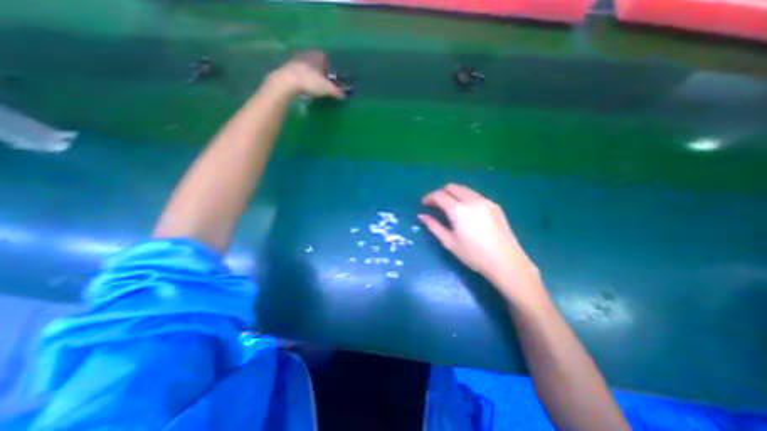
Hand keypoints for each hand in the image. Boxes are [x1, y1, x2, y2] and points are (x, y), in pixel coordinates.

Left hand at [267, 49, 343, 98]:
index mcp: (317, 54)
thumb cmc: (310, 81)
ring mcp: (295, 58)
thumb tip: (344, 95)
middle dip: (319, 71)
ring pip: (306, 66)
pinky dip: (301, 77)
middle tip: (321, 83)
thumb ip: (337, 91)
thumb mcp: (327, 88)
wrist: (287, 81)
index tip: (329, 78)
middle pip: (315, 62)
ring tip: (312, 86)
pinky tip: (302, 86)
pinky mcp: (287, 66)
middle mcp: (307, 53)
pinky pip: (298, 71)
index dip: (328, 68)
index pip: (325, 58)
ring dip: (309, 74)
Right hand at [422, 184, 540, 300]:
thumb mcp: (449, 242)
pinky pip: (475, 195)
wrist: (506, 262)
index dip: (429, 197)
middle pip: (452, 187)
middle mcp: (472, 200)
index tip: (424, 204)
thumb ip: (434, 226)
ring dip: (453, 194)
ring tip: (449, 207)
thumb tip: (421, 216)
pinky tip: (465, 211)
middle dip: (440, 193)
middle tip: (435, 205)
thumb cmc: (474, 255)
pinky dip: (465, 198)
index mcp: (459, 210)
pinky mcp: (494, 205)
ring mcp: (485, 201)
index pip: (439, 195)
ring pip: (464, 189)